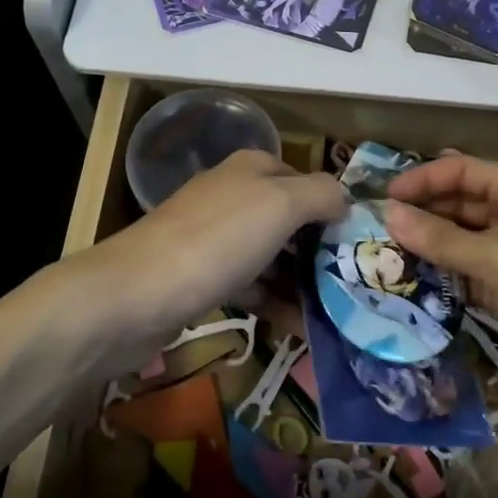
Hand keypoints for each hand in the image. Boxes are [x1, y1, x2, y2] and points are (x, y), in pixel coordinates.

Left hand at [68, 149, 345, 367]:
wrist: (136, 295)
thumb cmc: (217, 241)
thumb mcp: (281, 204)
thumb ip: (321, 194)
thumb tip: (346, 199)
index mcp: (251, 169)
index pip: (306, 180)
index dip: (334, 207)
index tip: (361, 244)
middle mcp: (233, 196)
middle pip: (290, 219)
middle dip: (321, 249)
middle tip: (354, 283)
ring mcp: (214, 238)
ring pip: (271, 255)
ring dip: (301, 281)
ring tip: (335, 313)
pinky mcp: (201, 277)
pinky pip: (250, 285)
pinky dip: (274, 303)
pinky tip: (299, 328)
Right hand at [385, 154, 497, 436]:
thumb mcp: (496, 258)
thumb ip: (439, 237)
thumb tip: (388, 213)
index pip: (464, 171)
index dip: (423, 179)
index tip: (383, 198)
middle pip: (462, 203)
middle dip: (422, 213)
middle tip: (375, 228)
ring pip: (464, 241)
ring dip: (429, 246)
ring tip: (383, 254)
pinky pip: (471, 274)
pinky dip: (444, 276)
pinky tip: (411, 282)